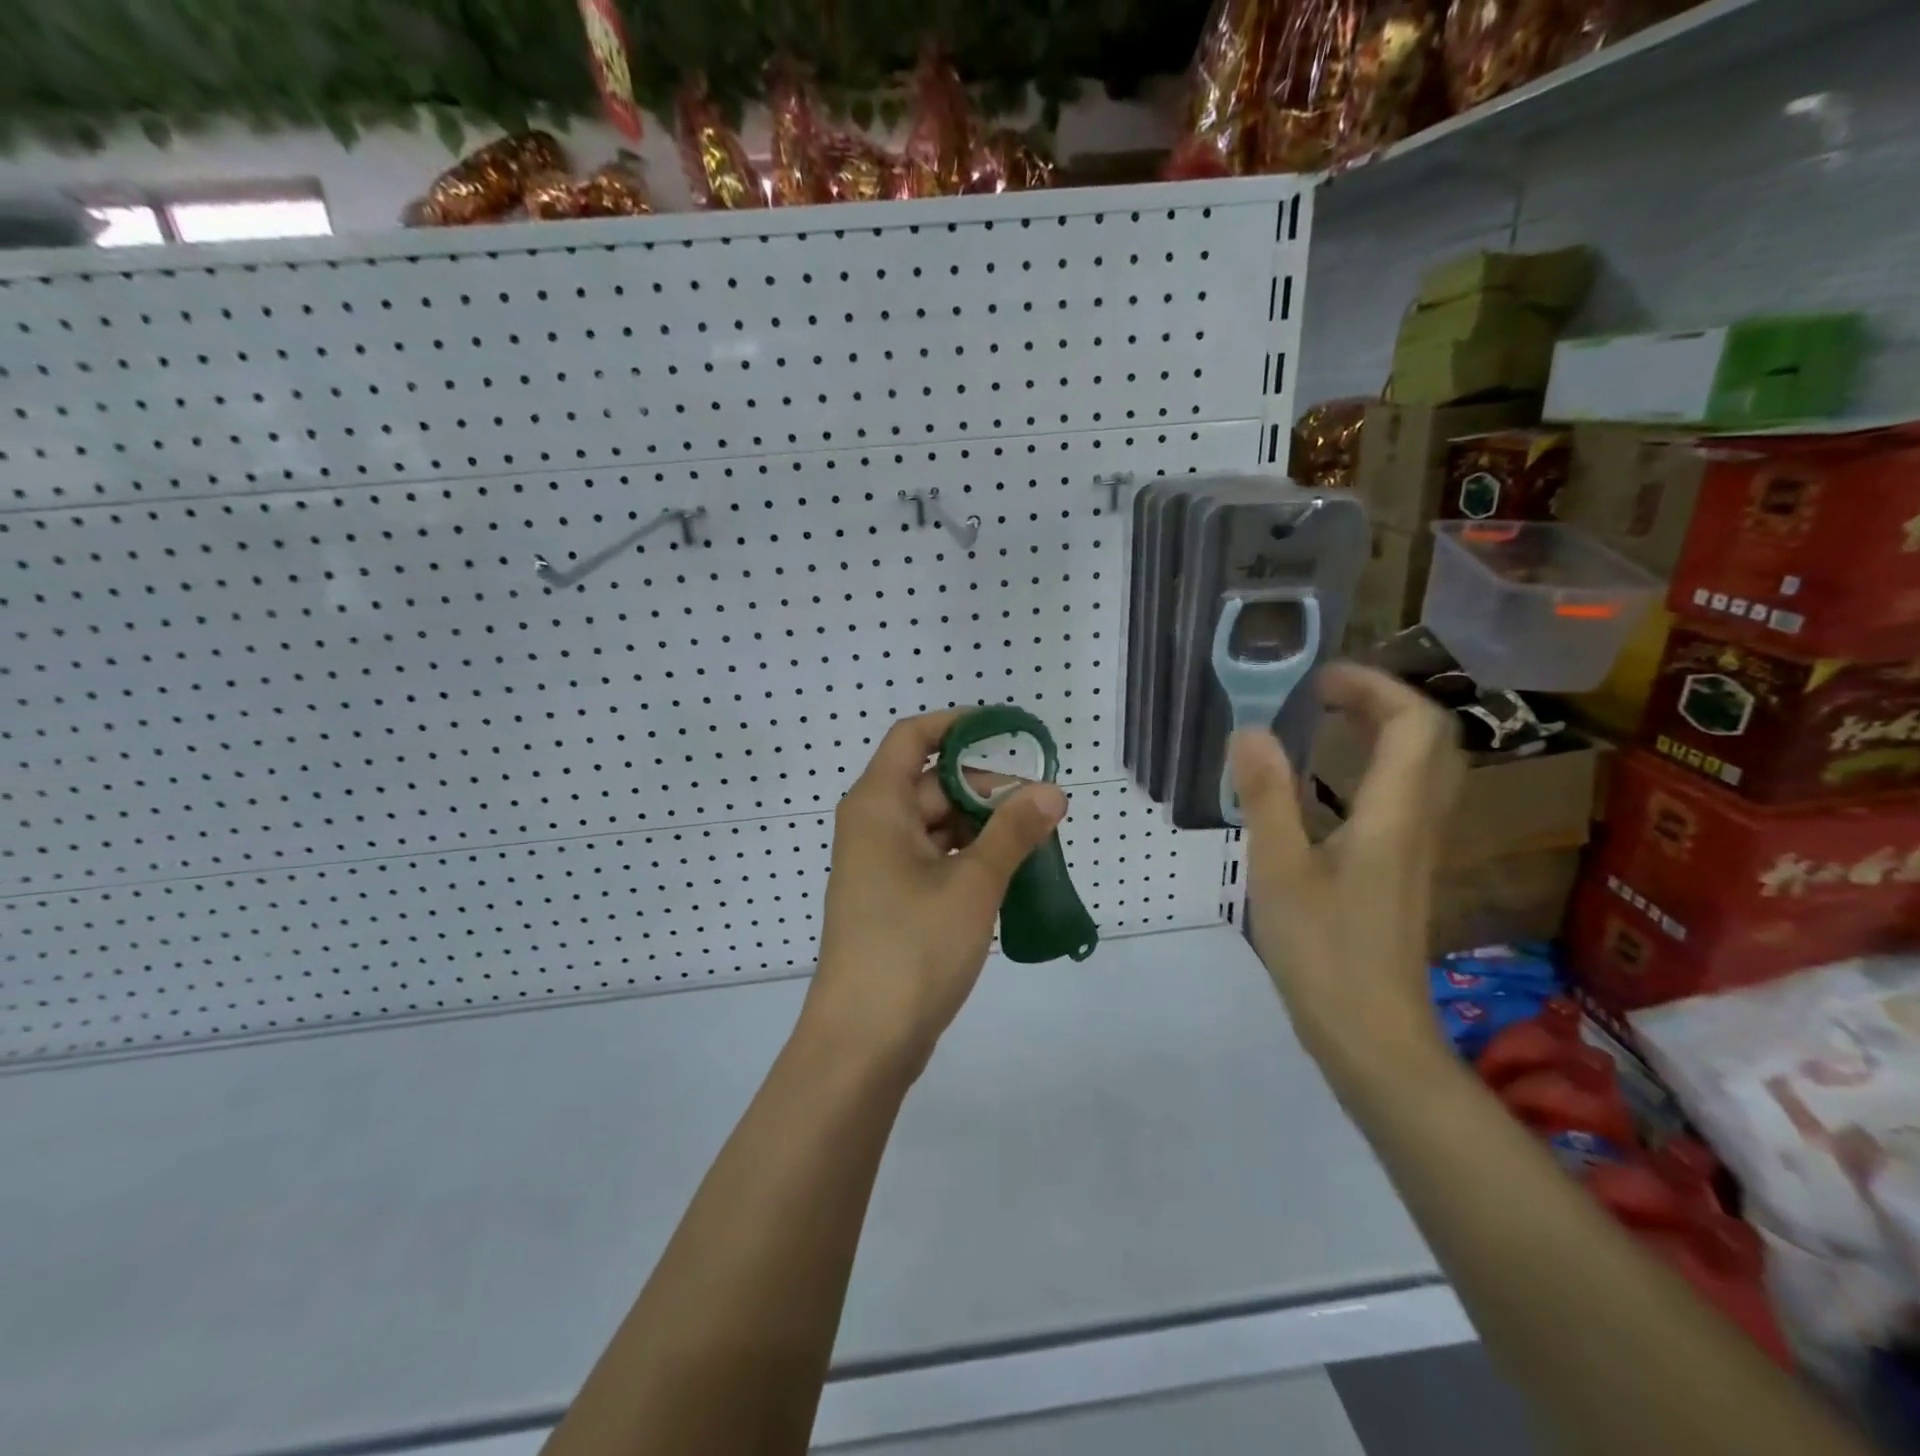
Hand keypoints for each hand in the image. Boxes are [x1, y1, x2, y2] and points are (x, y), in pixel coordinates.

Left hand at [804, 709, 1067, 1073]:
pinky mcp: (890, 901)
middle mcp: (872, 826)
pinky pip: (933, 860)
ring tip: (1036, 843)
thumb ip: (1014, 832)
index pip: (913, 737)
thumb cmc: (913, 948)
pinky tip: (1009, 876)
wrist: (863, 1042)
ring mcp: (879, 866)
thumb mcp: (973, 884)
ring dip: (983, 829)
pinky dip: (968, 860)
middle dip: (986, 790)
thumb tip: (1052, 790)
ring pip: (937, 826)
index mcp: (878, 805)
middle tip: (1043, 808)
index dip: (958, 725)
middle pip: (932, 784)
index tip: (1008, 730)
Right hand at [1229, 664, 1463, 1077]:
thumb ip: (1266, 797)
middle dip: (1381, 701)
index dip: (1375, 686)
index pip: (1414, 724)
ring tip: (1324, 723)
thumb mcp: (1280, 871)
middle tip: (1321, 693)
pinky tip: (1326, 786)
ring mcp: (1415, 851)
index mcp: (1394, 815)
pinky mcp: (1402, 873)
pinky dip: (1371, 769)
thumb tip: (1248, 730)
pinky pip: (1402, 798)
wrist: (1372, 1037)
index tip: (1318, 678)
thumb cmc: (1323, 953)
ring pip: (1420, 770)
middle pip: (1429, 740)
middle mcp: (1418, 823)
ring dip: (1381, 733)